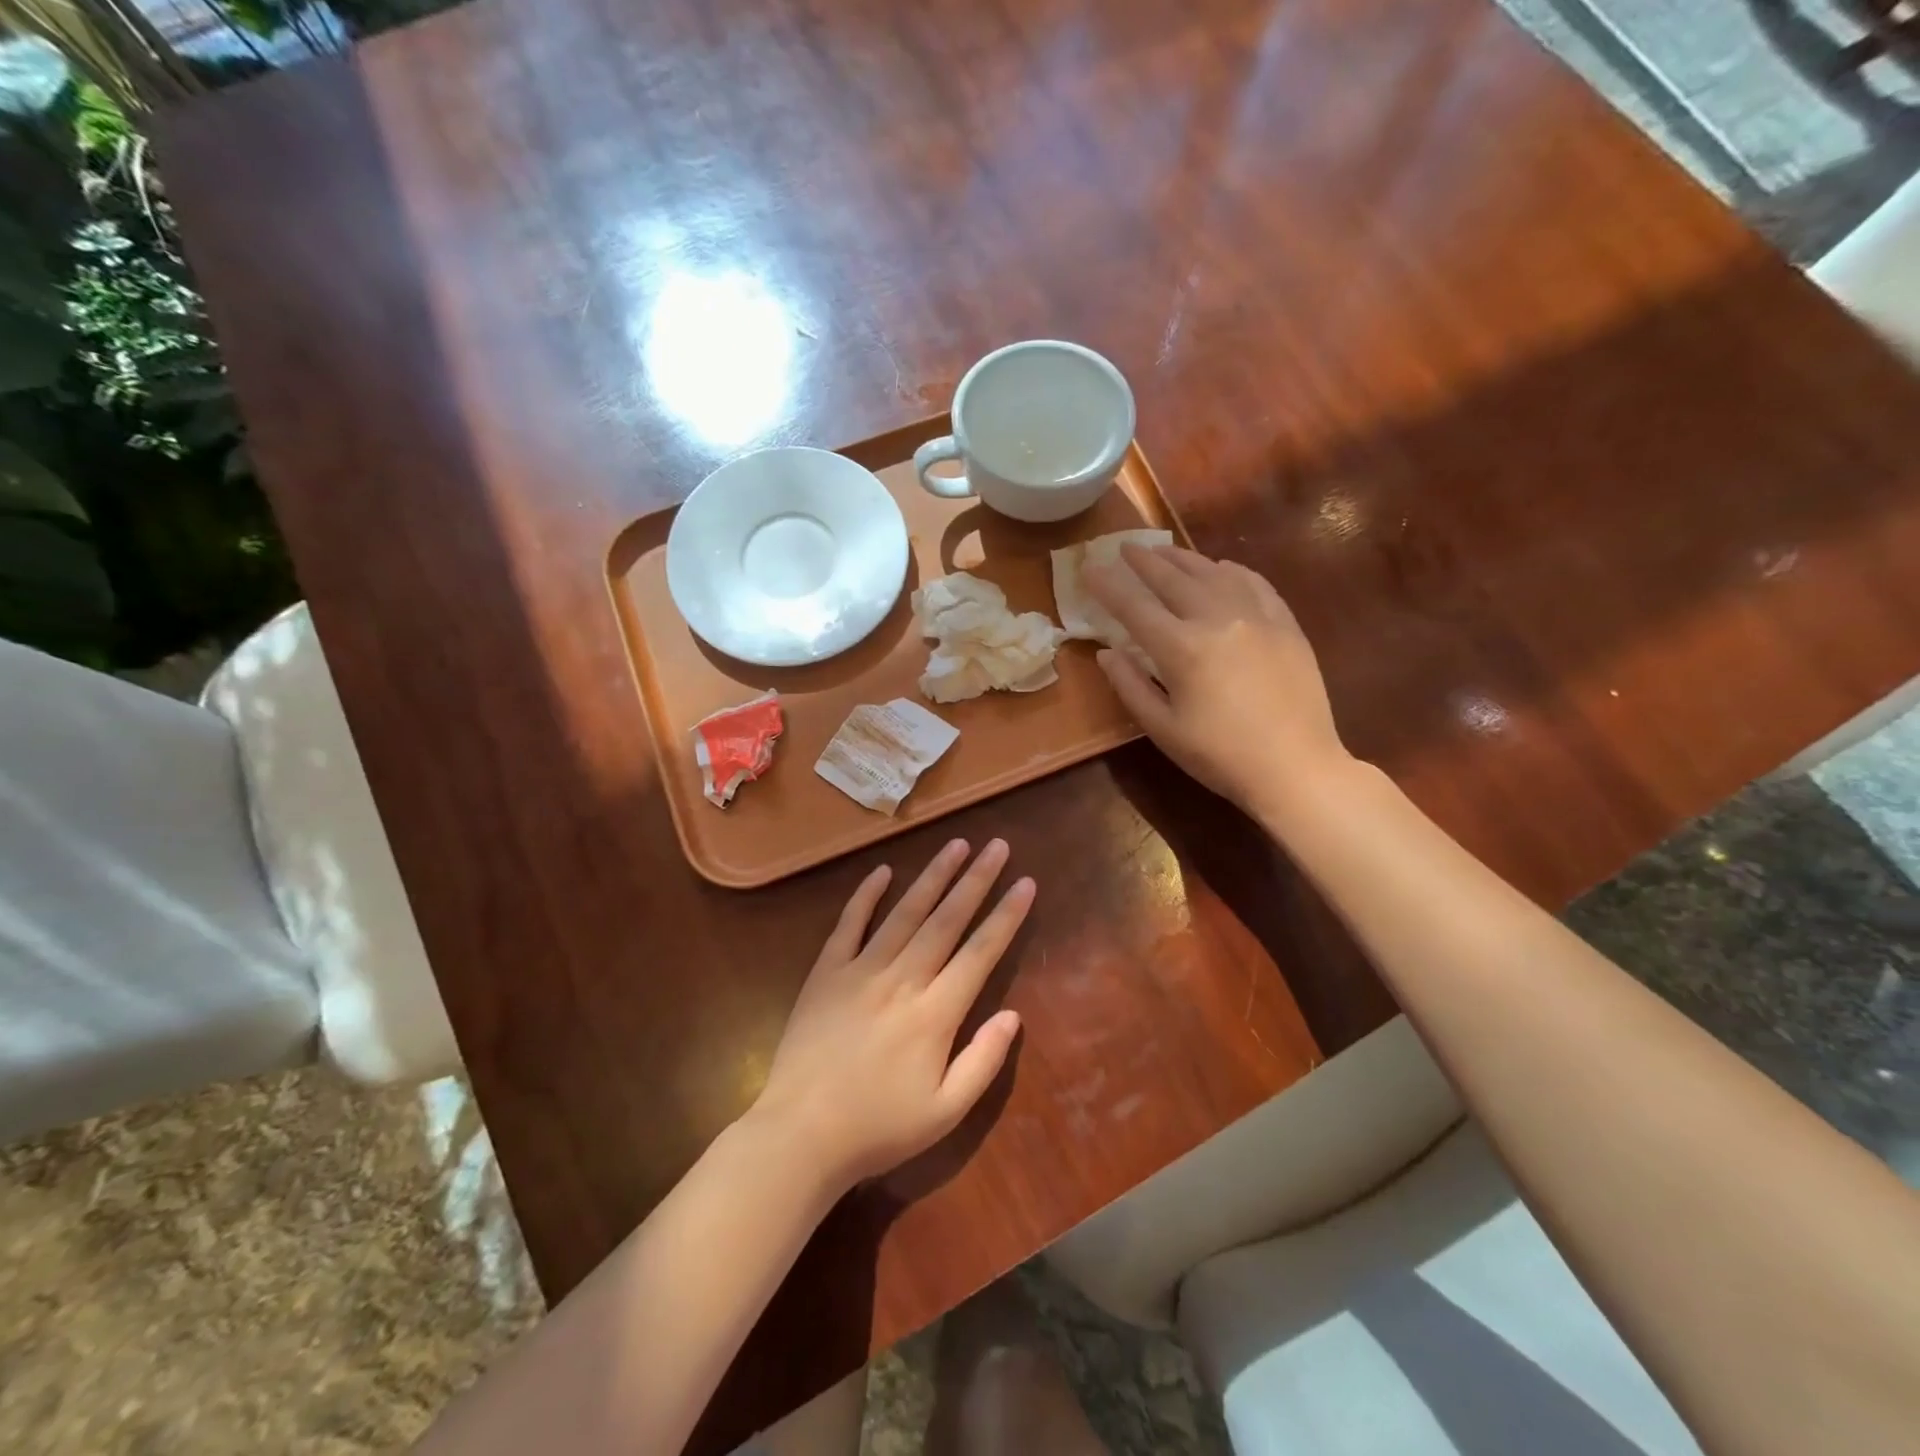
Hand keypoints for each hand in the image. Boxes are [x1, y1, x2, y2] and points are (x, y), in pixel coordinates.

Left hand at [754, 839, 1031, 1190]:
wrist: (800, 1134)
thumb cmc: (878, 1128)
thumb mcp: (945, 1112)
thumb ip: (983, 1062)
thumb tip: (1013, 1015)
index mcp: (935, 1013)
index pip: (980, 952)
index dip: (1006, 915)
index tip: (1025, 883)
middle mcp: (902, 979)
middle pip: (946, 920)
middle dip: (976, 880)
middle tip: (997, 845)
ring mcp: (861, 970)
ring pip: (904, 912)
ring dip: (933, 876)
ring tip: (956, 844)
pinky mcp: (826, 972)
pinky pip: (849, 924)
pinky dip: (866, 895)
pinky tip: (882, 871)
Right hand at [1086, 544, 1350, 816]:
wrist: (1296, 767)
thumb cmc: (1220, 756)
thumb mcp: (1162, 729)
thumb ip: (1130, 686)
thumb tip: (1106, 652)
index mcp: (1182, 648)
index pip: (1134, 606)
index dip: (1108, 585)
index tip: (1089, 568)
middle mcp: (1217, 619)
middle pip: (1172, 578)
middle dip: (1143, 561)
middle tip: (1124, 547)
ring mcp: (1256, 616)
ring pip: (1212, 572)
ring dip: (1182, 558)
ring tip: (1162, 550)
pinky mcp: (1285, 623)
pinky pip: (1254, 582)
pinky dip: (1231, 570)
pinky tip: (1220, 567)